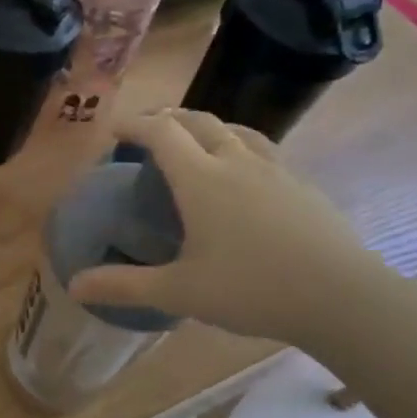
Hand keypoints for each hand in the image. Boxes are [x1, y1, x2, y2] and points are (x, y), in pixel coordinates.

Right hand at [68, 110, 390, 346]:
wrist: (343, 298)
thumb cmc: (252, 289)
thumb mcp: (178, 292)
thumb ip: (124, 286)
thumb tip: (74, 286)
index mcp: (202, 180)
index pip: (161, 134)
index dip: (135, 125)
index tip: (115, 130)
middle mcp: (237, 163)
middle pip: (199, 122)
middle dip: (169, 119)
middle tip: (149, 132)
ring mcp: (276, 171)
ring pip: (237, 131)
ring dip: (208, 128)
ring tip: (196, 142)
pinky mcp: (303, 187)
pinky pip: (264, 151)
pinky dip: (240, 148)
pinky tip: (244, 176)